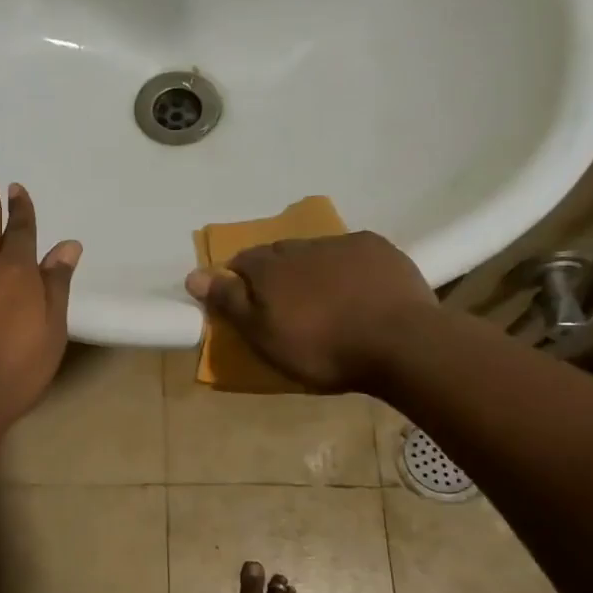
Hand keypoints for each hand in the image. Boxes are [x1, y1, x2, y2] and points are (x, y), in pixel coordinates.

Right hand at [185, 232, 435, 392]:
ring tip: (323, 298)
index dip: (238, 280)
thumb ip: (229, 302)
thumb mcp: (264, 336)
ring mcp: (342, 244)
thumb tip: (193, 275)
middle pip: (277, 253)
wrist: (400, 343)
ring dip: (310, 268)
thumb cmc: (322, 348)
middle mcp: (300, 246)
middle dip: (275, 272)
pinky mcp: (378, 248)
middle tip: (284, 304)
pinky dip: (346, 266)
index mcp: (269, 267)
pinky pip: (350, 252)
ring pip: (314, 251)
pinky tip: (357, 288)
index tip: (245, 302)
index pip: (241, 262)